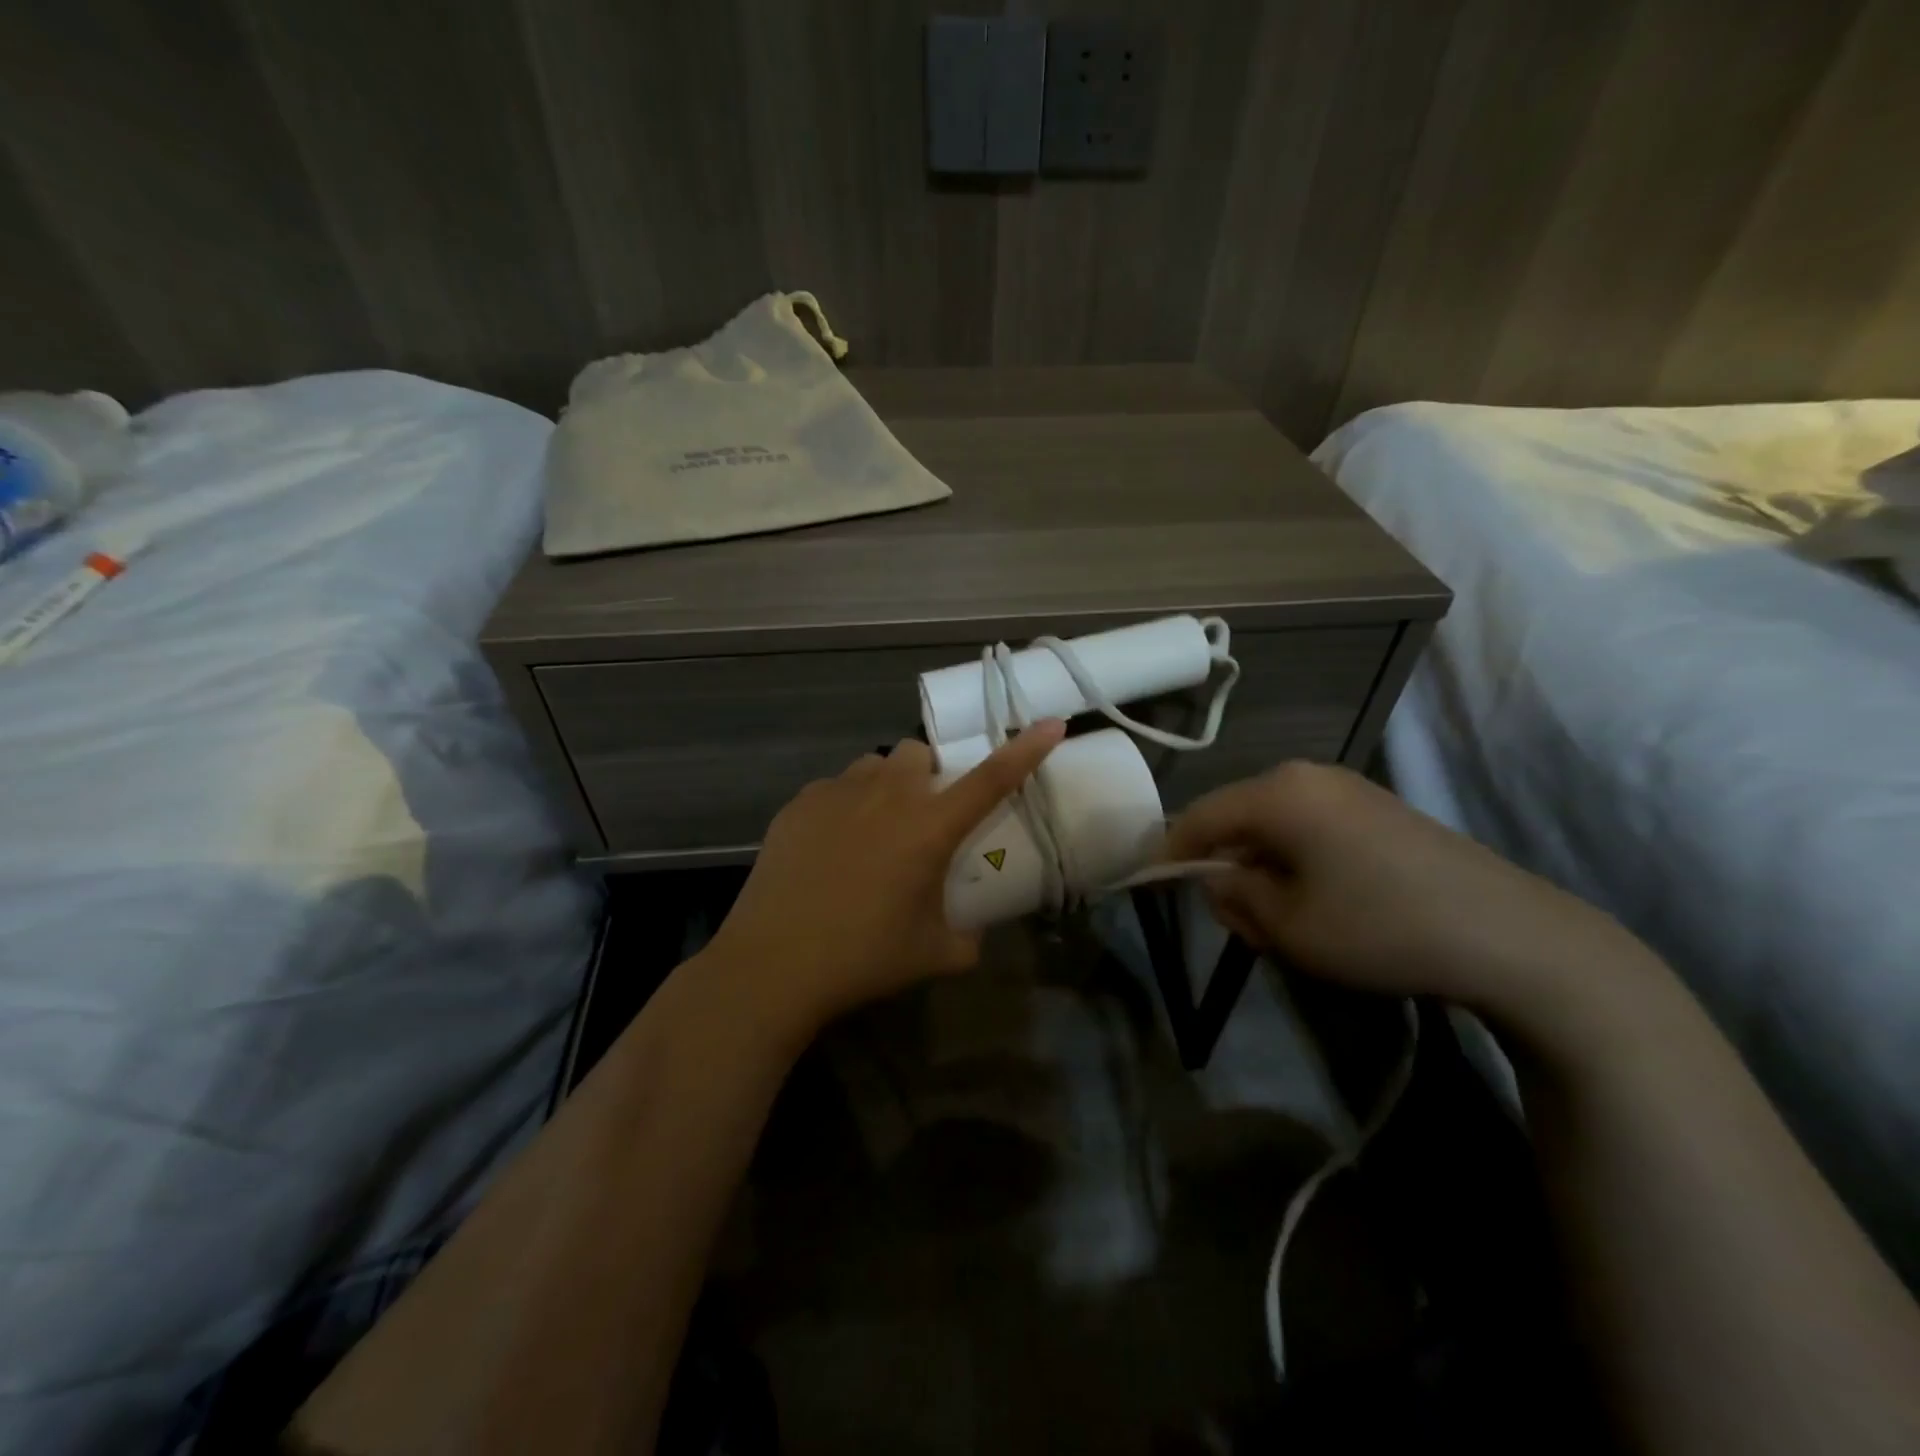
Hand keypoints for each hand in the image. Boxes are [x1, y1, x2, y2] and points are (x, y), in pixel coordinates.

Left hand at [701, 722, 1066, 1035]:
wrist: (772, 964)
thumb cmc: (862, 958)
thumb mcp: (933, 955)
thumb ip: (968, 939)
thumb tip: (974, 934)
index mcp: (929, 827)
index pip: (991, 778)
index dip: (1025, 749)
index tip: (1051, 723)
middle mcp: (887, 795)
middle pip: (918, 752)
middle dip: (928, 774)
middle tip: (921, 817)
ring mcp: (837, 793)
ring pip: (873, 765)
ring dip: (885, 786)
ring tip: (873, 830)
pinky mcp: (798, 804)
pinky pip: (833, 788)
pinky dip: (843, 806)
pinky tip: (830, 847)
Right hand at [1165, 761, 1658, 1010]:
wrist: (1511, 936)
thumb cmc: (1380, 928)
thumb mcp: (1287, 926)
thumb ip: (1234, 897)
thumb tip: (1216, 879)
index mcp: (1278, 793)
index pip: (1199, 816)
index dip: (1171, 852)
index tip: (1153, 884)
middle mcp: (1308, 776)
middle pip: (1237, 816)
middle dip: (1222, 864)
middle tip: (1232, 918)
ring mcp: (1348, 788)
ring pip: (1274, 823)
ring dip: (1260, 866)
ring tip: (1277, 919)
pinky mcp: (1379, 808)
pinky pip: (1311, 826)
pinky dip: (1295, 859)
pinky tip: (1318, 901)